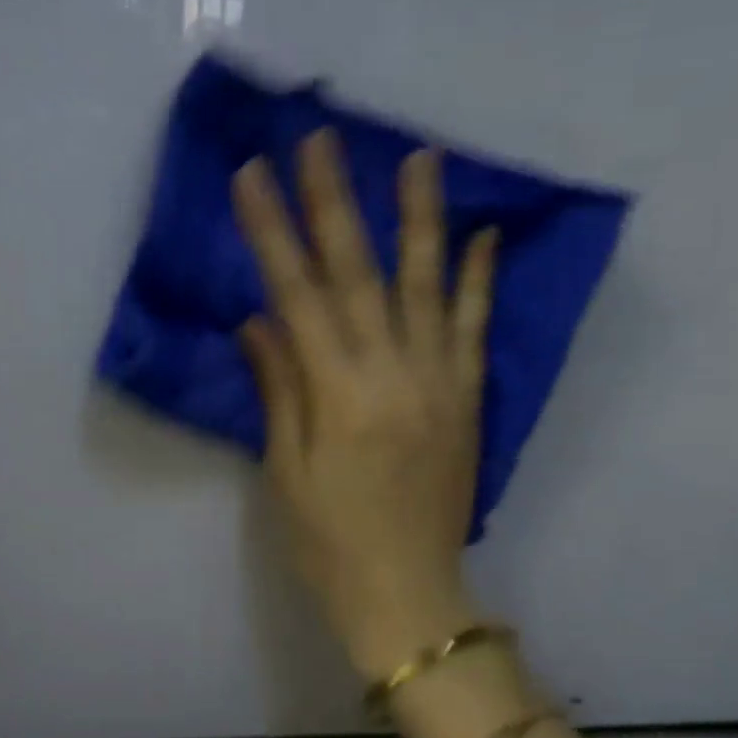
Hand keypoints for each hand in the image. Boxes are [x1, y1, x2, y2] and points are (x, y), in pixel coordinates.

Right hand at [233, 131, 497, 680]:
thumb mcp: (285, 469)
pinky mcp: (469, 398)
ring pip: (429, 285)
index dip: (272, 231)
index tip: (253, 177)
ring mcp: (439, 381)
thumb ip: (278, 386)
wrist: (409, 597)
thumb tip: (258, 320)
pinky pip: (476, 329)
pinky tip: (484, 233)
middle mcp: (393, 374)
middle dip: (334, 201)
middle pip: (357, 273)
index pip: (296, 294)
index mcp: (338, 394)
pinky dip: (481, 279)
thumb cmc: (328, 540)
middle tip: (320, 140)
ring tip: (418, 156)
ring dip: (420, 217)